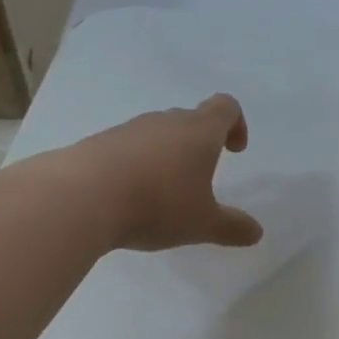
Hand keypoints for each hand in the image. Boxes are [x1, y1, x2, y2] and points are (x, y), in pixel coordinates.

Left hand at [67, 93, 264, 251]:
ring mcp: (128, 130)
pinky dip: (136, 166)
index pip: (225, 106)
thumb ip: (232, 227)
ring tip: (162, 194)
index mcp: (198, 132)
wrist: (81, 197)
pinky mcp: (99, 143)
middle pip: (190, 119)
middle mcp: (164, 122)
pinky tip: (129, 198)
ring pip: (157, 134)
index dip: (236, 124)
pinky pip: (128, 148)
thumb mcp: (202, 223)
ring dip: (166, 155)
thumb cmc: (157, 204)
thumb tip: (256, 232)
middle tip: (199, 178)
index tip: (234, 151)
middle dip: (200, 144)